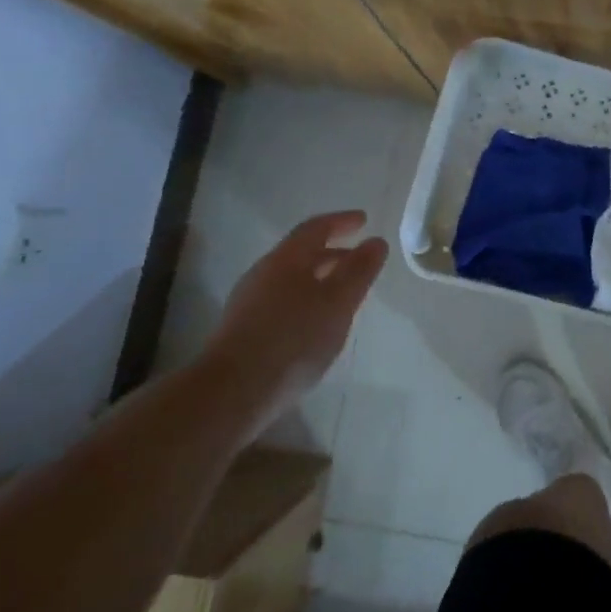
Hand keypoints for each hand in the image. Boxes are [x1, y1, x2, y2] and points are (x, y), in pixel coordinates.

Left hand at [196, 211, 387, 427]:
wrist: (233, 391)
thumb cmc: (294, 339)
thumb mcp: (338, 302)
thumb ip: (359, 270)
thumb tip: (376, 241)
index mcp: (286, 260)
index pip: (315, 228)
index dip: (341, 221)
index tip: (364, 220)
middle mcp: (264, 274)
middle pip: (301, 253)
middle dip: (333, 251)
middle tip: (359, 257)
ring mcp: (250, 302)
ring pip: (292, 279)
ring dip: (320, 278)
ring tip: (344, 292)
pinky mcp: (245, 330)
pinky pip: (283, 301)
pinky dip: (307, 300)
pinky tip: (318, 323)